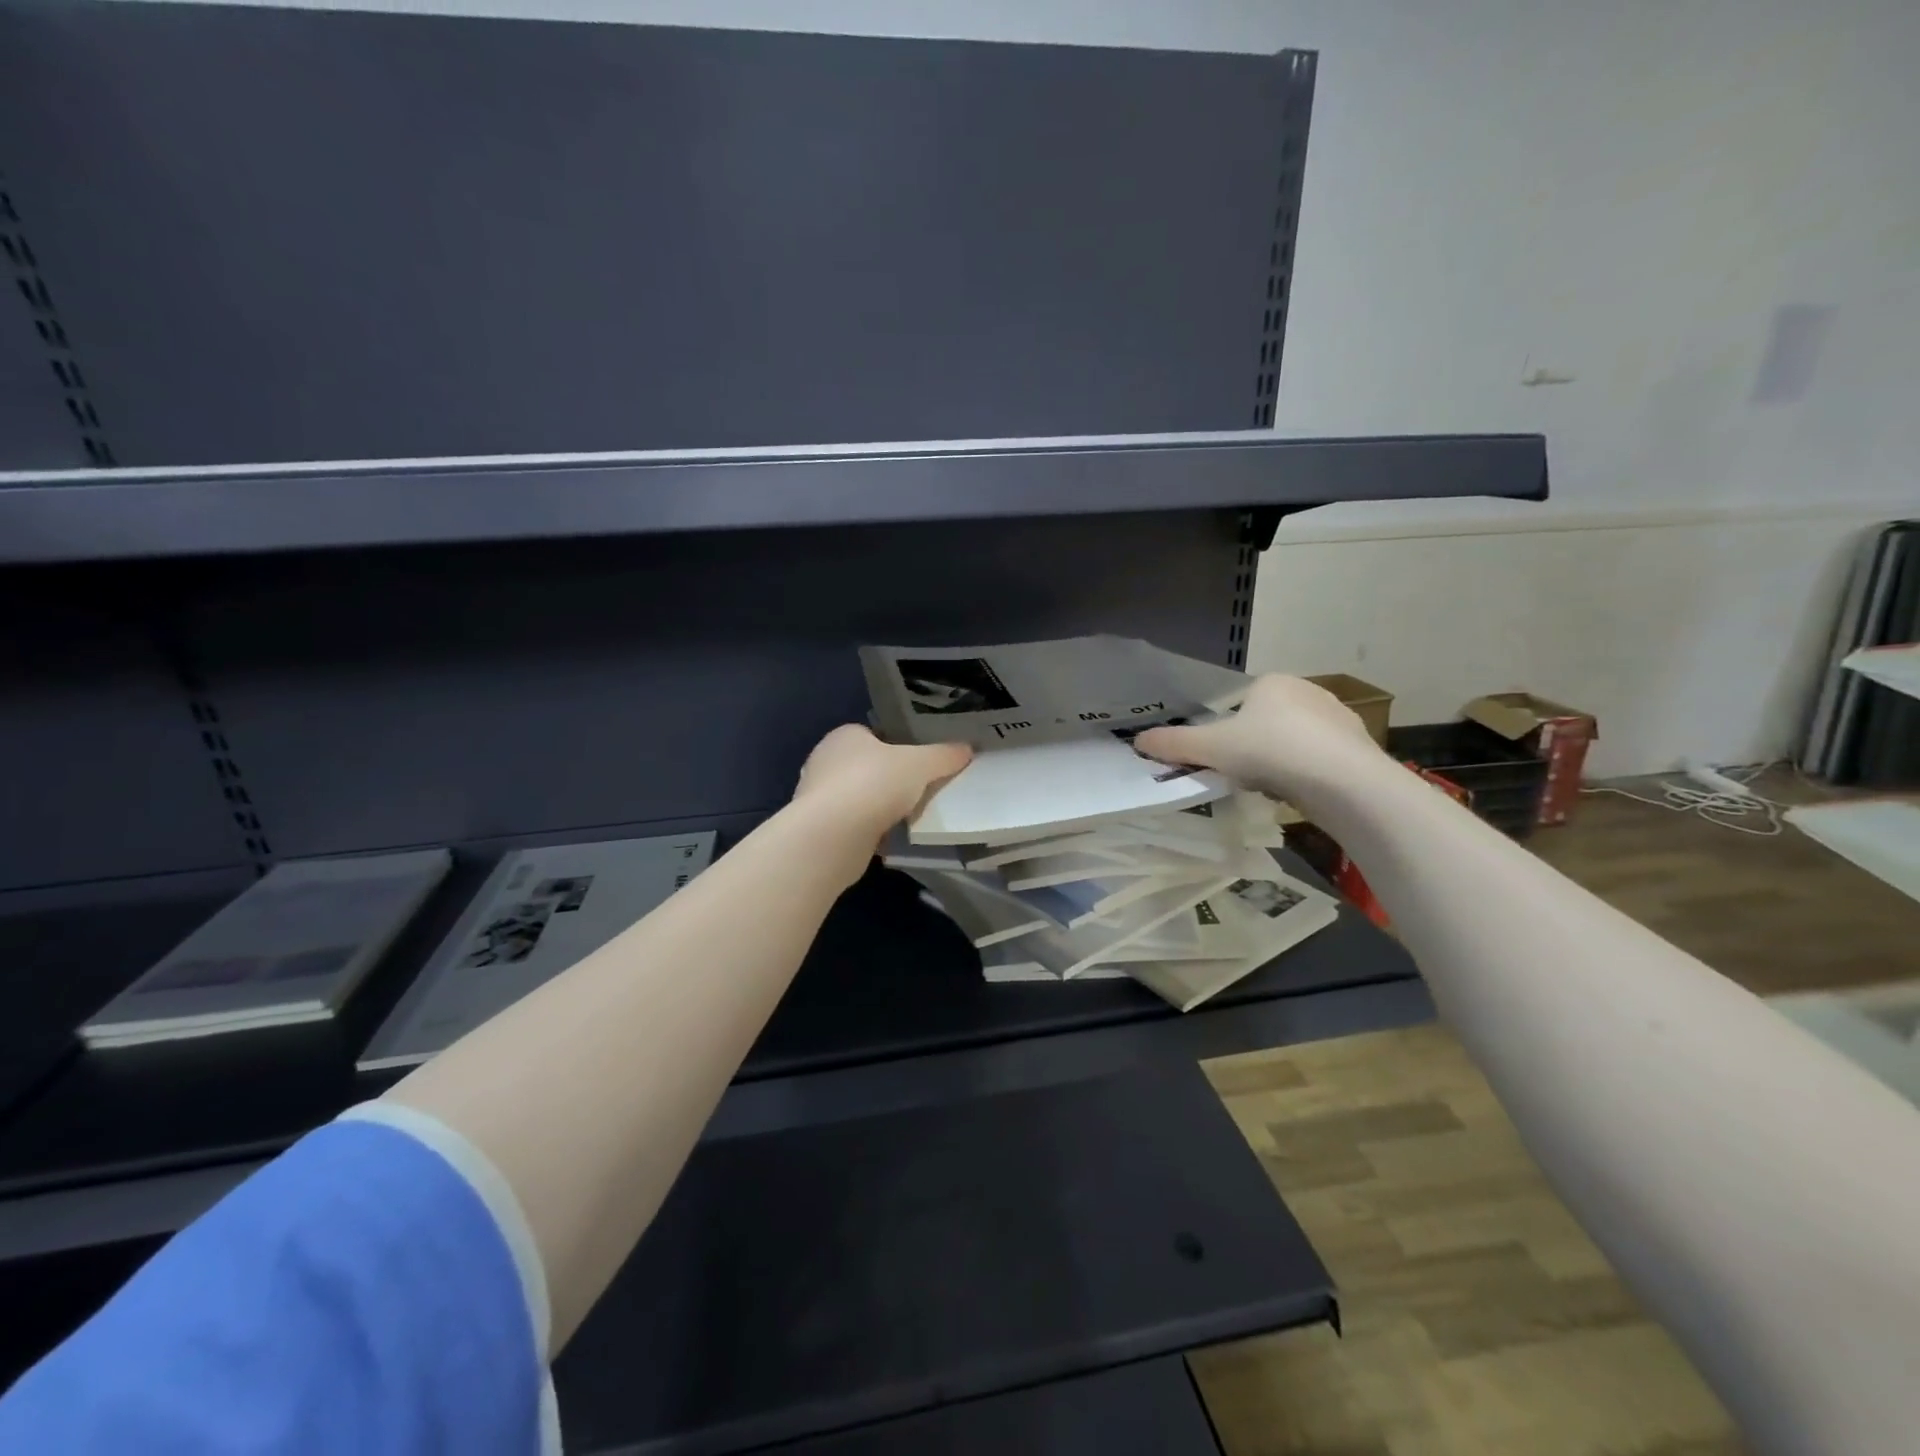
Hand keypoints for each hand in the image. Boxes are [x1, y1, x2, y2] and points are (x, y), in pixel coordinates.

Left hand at [792, 725, 972, 839]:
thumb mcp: (920, 764)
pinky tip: (891, 839)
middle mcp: (825, 761)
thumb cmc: (874, 783)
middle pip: (867, 767)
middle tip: (920, 790)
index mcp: (844, 736)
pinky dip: (870, 831)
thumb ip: (944, 755)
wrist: (834, 835)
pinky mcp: (819, 829)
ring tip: (910, 817)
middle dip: (889, 779)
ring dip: (879, 807)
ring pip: (859, 797)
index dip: (898, 747)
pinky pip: (853, 825)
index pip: (874, 735)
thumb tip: (967, 749)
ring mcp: (818, 797)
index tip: (920, 763)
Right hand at [1135, 674, 1384, 797]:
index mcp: (1272, 682)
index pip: (1242, 702)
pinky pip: (1322, 759)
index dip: (1228, 730)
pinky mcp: (1359, 746)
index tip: (1224, 756)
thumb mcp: (1210, 748)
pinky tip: (1302, 792)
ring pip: (1297, 741)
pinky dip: (1309, 773)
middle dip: (1256, 746)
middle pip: (1269, 721)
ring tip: (1273, 786)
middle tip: (1244, 774)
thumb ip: (1173, 744)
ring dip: (1283, 760)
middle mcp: (1309, 690)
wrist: (1342, 780)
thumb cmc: (1269, 751)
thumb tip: (1137, 741)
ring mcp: (1339, 717)